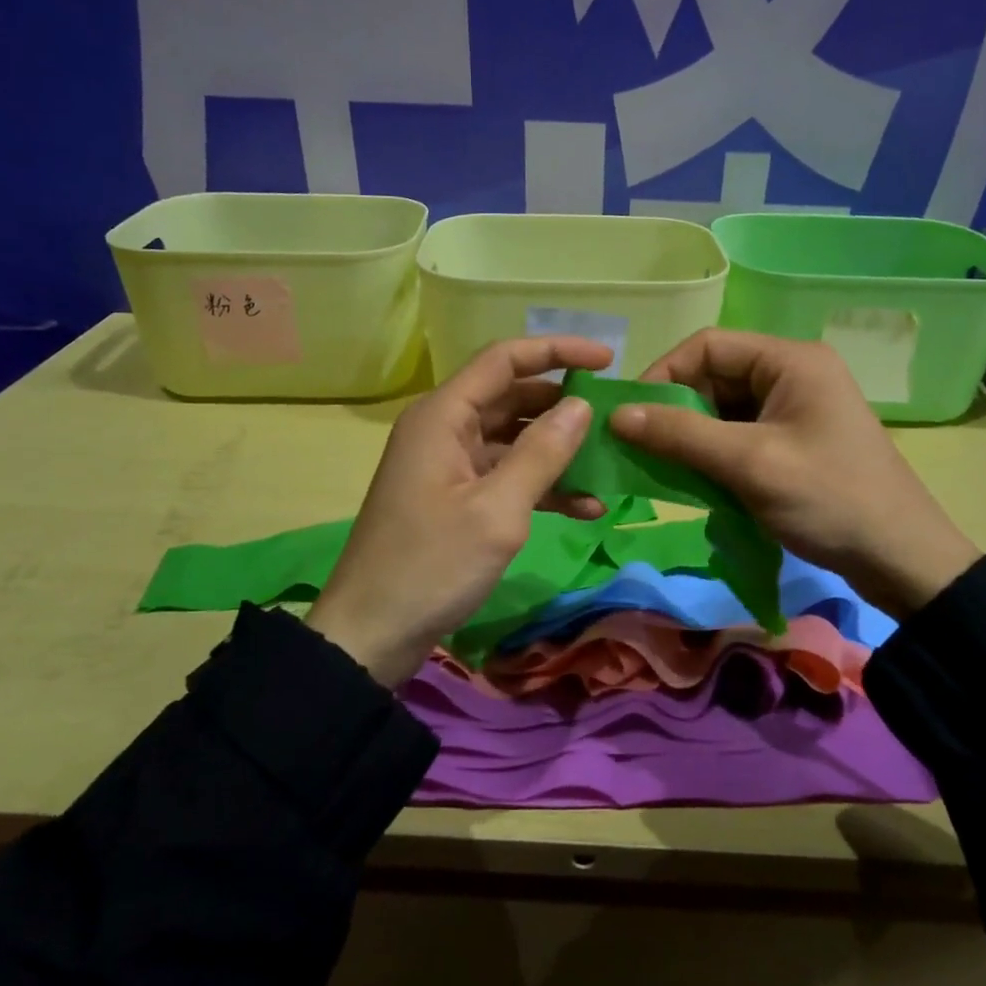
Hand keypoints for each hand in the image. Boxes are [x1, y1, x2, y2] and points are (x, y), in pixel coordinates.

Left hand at [305, 336, 612, 684]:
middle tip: (614, 416)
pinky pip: (505, 475)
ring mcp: (448, 465)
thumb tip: (580, 405)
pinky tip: (585, 506)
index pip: (504, 359)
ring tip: (608, 465)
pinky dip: (541, 485)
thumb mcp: (497, 510)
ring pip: (513, 439)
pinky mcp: (455, 497)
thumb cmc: (432, 565)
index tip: (608, 360)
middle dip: (563, 405)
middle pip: (511, 396)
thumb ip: (542, 453)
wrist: (371, 634)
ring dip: (558, 451)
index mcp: (443, 416)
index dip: (557, 351)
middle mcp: (444, 429)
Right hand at [610, 329, 979, 614]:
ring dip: (691, 436)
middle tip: (642, 447)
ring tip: (664, 468)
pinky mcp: (794, 440)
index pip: (707, 346)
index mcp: (790, 360)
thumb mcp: (749, 463)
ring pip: (722, 408)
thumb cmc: (829, 499)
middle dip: (676, 410)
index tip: (631, 416)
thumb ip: (681, 435)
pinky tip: (696, 481)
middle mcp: (792, 373)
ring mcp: (795, 408)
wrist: (901, 559)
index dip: (663, 374)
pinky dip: (713, 454)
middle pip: (713, 376)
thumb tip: (616, 415)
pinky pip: (739, 434)